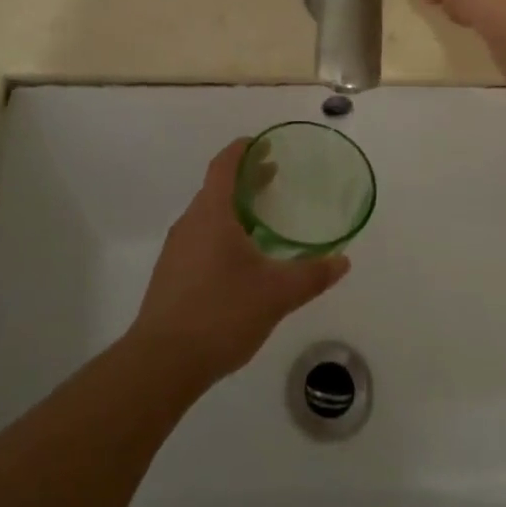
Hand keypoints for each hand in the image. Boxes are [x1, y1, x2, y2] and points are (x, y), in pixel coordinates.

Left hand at [129, 139, 348, 387]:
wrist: (162, 362)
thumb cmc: (221, 313)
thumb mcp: (276, 293)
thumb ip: (312, 275)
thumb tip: (343, 261)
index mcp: (212, 214)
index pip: (224, 164)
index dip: (243, 149)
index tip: (264, 144)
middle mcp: (190, 223)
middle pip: (217, 188)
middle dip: (245, 179)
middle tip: (274, 176)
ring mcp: (176, 250)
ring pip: (208, 215)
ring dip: (233, 208)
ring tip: (262, 220)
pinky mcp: (171, 275)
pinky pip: (200, 238)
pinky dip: (222, 233)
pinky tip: (240, 261)